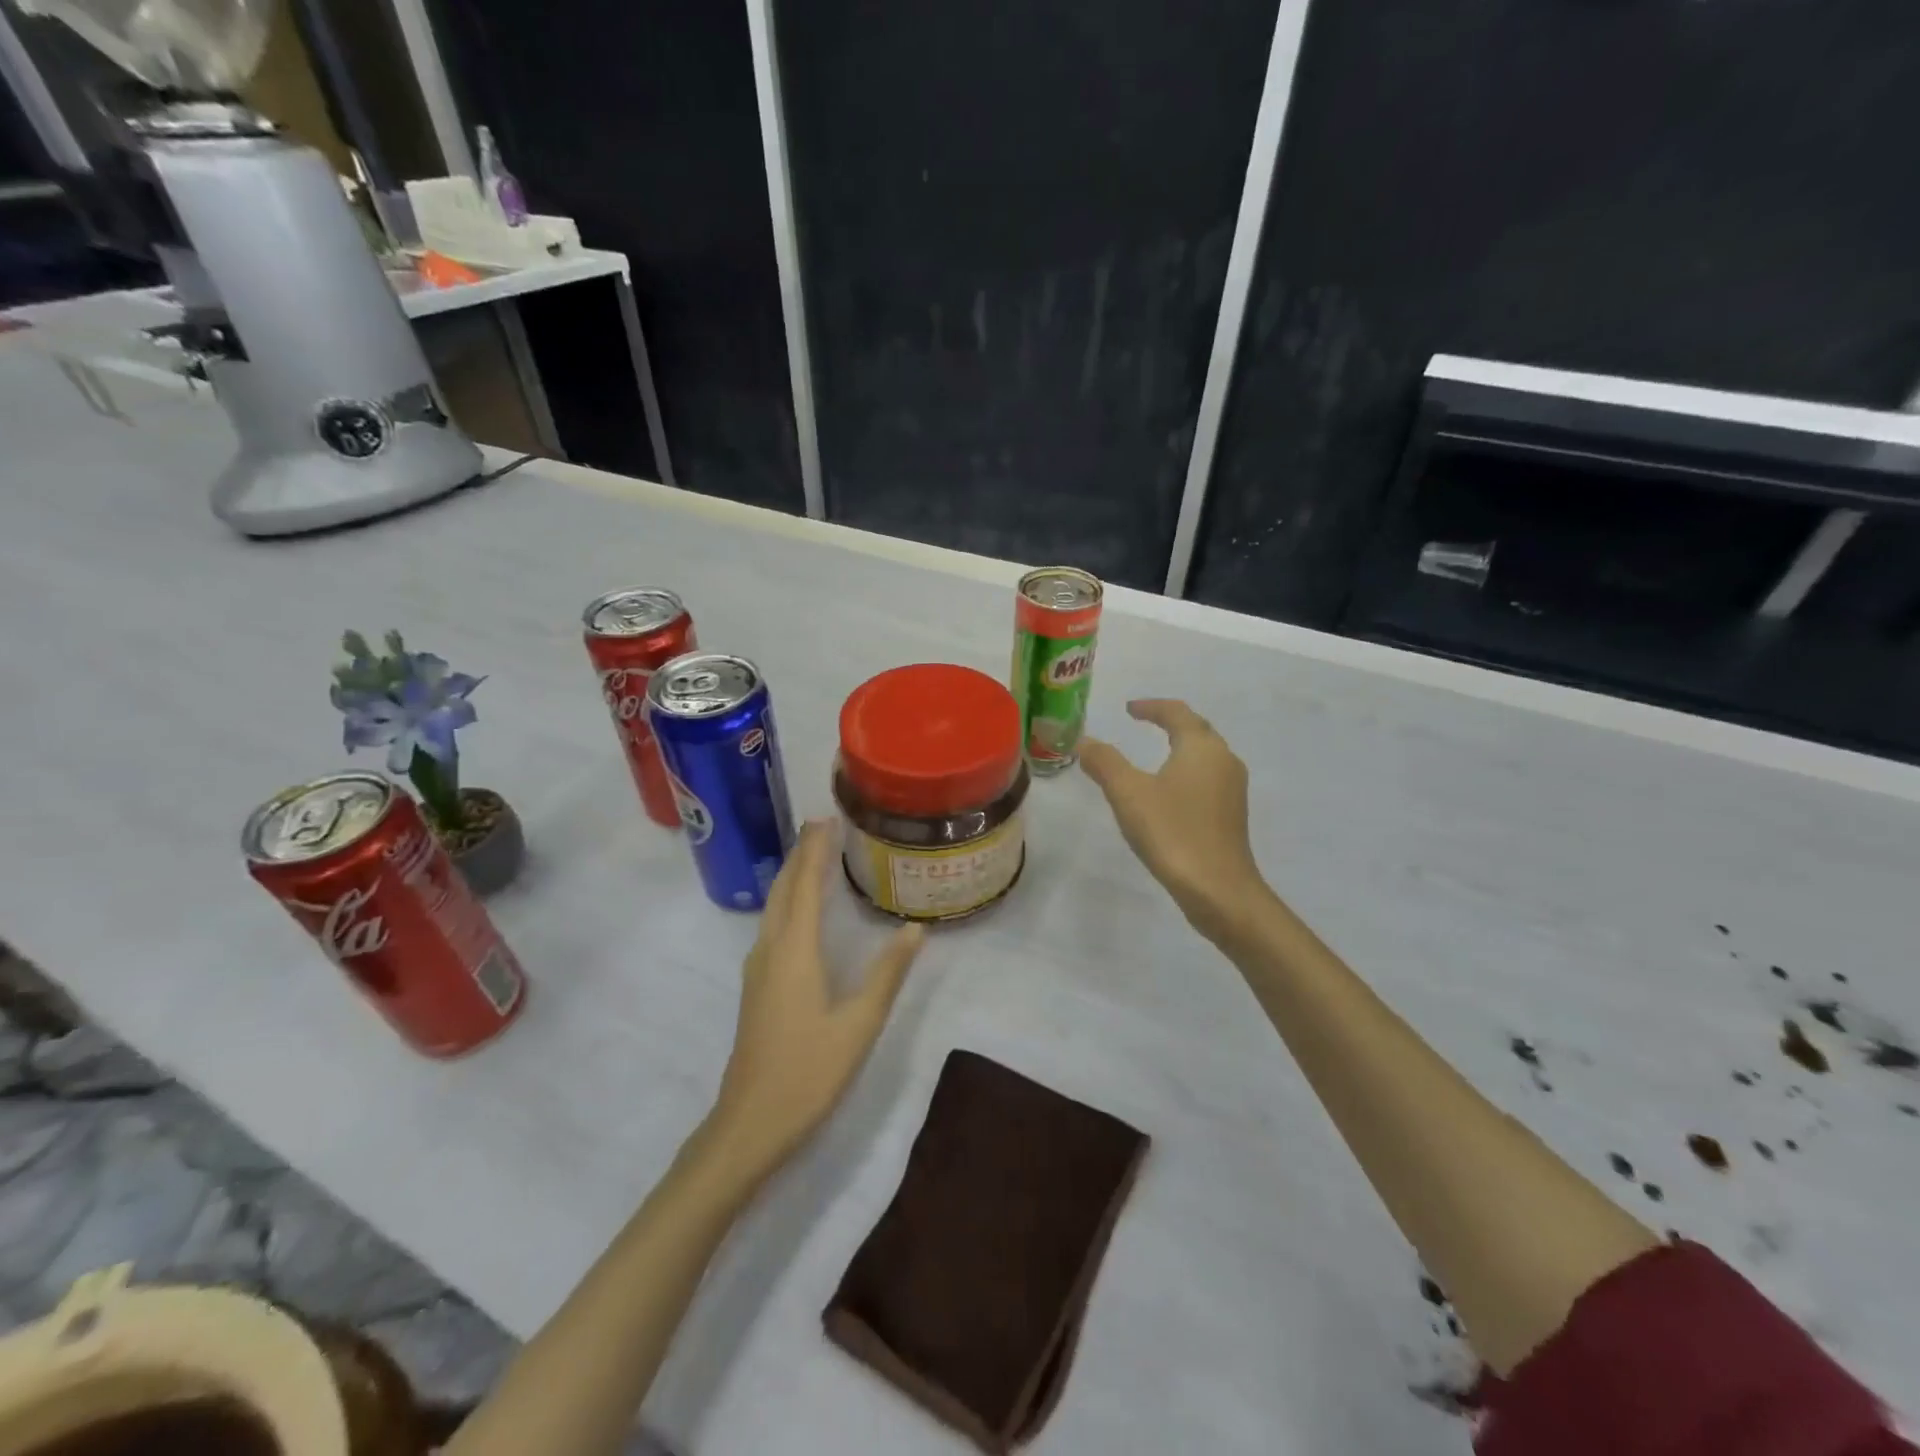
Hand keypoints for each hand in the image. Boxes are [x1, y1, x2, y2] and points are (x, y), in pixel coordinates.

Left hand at [702, 820, 924, 1179]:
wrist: (749, 1123)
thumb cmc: (808, 1073)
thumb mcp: (859, 1024)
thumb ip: (887, 973)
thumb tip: (915, 929)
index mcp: (795, 951)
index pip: (806, 885)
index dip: (816, 850)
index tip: (827, 818)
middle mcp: (771, 949)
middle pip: (784, 888)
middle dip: (801, 854)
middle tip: (822, 825)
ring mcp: (758, 968)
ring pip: (774, 907)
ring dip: (792, 876)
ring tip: (813, 856)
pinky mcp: (756, 986)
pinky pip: (772, 925)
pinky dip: (788, 901)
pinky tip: (800, 911)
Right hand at [1080, 699, 1267, 935]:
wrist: (1219, 890)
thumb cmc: (1173, 832)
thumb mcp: (1128, 794)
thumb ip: (1105, 762)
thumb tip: (1084, 741)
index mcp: (1202, 747)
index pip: (1177, 713)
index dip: (1151, 707)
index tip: (1128, 709)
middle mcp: (1224, 760)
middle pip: (1197, 730)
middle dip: (1169, 723)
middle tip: (1142, 723)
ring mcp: (1232, 789)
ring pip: (1204, 756)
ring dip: (1180, 747)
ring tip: (1153, 754)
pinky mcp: (1231, 815)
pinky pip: (1207, 779)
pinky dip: (1186, 772)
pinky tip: (1169, 792)